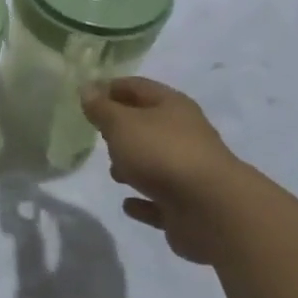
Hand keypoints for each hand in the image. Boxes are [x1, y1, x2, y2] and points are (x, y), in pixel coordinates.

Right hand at [81, 78, 244, 263]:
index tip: (85, 97)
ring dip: (133, 166)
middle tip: (97, 135)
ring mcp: (188, 171)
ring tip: (113, 173)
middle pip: (147, 124)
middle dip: (122, 129)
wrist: (212, 210)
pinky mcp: (188, 206)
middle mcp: (183, 134)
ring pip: (154, 163)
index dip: (110, 87)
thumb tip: (87, 89)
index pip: (136, 87)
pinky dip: (144, 201)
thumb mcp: (121, 124)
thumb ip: (101, 108)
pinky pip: (159, 200)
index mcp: (171, 106)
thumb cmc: (162, 153)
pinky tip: (128, 205)